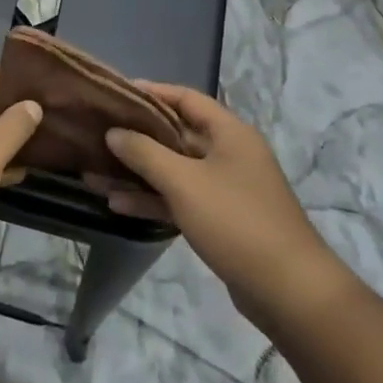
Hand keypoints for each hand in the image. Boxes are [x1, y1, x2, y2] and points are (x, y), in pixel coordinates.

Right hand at [98, 84, 352, 336]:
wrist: (289, 291)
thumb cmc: (236, 221)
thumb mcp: (184, 182)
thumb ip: (144, 152)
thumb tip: (113, 132)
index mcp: (229, 133)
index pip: (185, 98)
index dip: (150, 92)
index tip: (113, 94)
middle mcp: (228, 154)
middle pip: (175, 134)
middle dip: (135, 137)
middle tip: (95, 133)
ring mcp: (224, 188)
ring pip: (172, 170)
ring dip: (136, 172)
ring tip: (93, 174)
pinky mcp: (219, 219)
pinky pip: (178, 198)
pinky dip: (151, 199)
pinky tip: (117, 203)